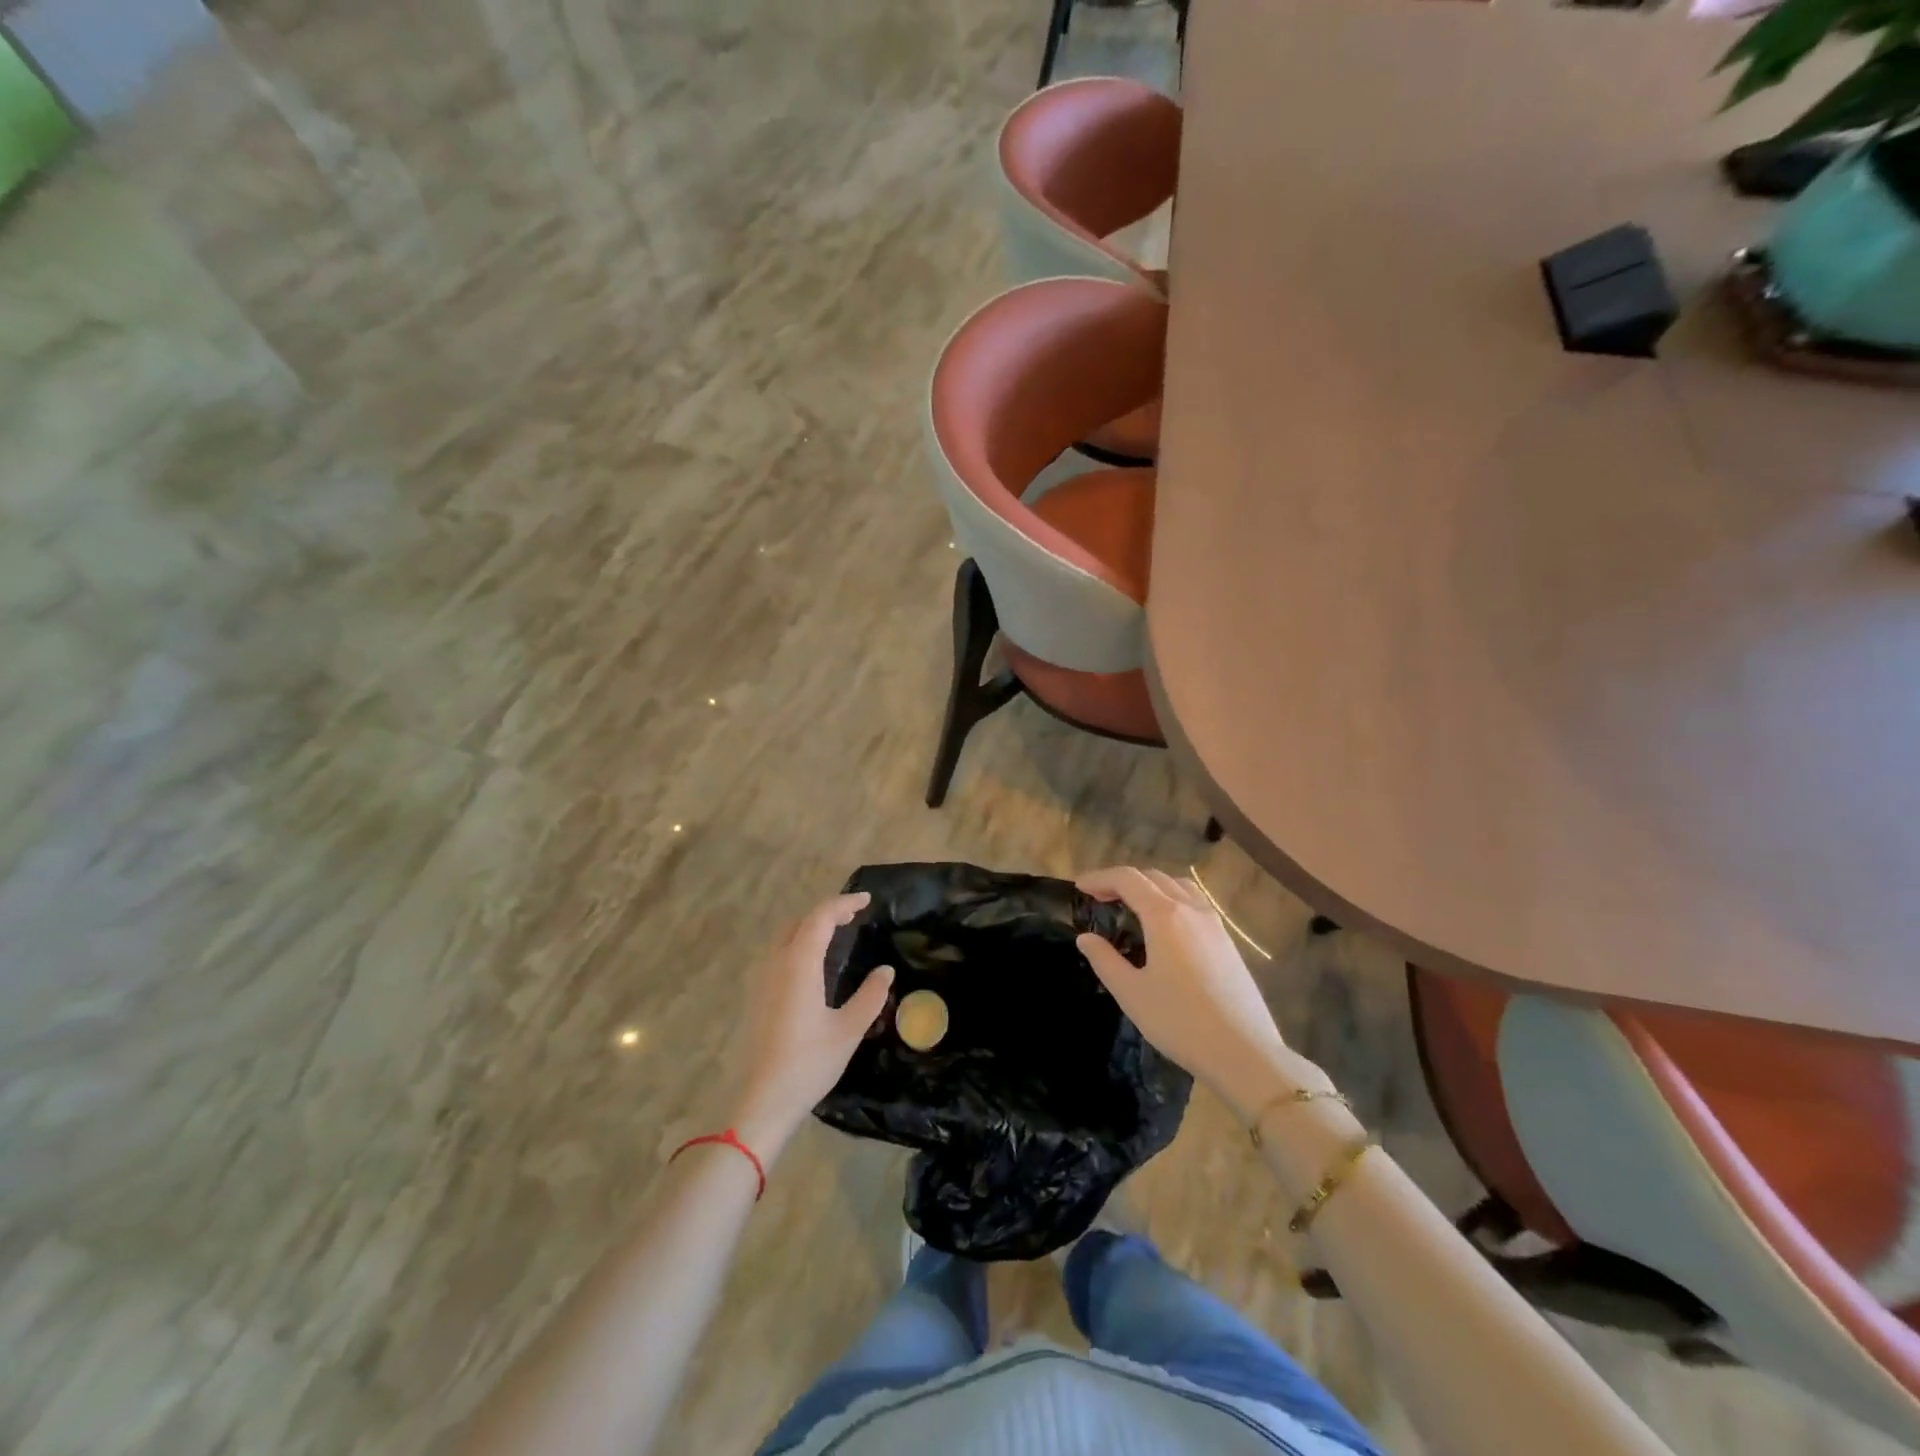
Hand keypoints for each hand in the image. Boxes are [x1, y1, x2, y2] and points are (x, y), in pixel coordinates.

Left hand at [727, 893, 893, 1160]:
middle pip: (799, 922)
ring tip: (837, 935)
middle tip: (854, 917)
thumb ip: (870, 996)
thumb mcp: (848, 1029)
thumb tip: (885, 970)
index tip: (867, 901)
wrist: (762, 1101)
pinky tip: (814, 966)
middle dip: (827, 913)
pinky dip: (799, 945)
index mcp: (799, 964)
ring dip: (810, 928)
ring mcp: (762, 980)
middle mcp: (777, 964)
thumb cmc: (809, 1063)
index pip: (821, 917)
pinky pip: (778, 955)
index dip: (844, 903)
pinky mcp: (757, 997)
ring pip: (785, 937)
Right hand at [1077, 867, 1321, 1118]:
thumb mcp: (1131, 993)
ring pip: (1179, 886)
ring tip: (1132, 905)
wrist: (1244, 1052)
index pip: (1127, 879)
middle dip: (1123, 881)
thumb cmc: (1180, 1022)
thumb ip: (1105, 960)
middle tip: (1100, 897)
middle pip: (1153, 877)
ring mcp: (1214, 924)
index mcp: (1164, 915)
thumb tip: (1085, 938)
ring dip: (1151, 886)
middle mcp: (1191, 909)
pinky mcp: (1228, 942)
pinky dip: (1172, 899)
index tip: (1079, 886)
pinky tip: (1166, 926)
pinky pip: (1196, 903)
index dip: (1100, 878)